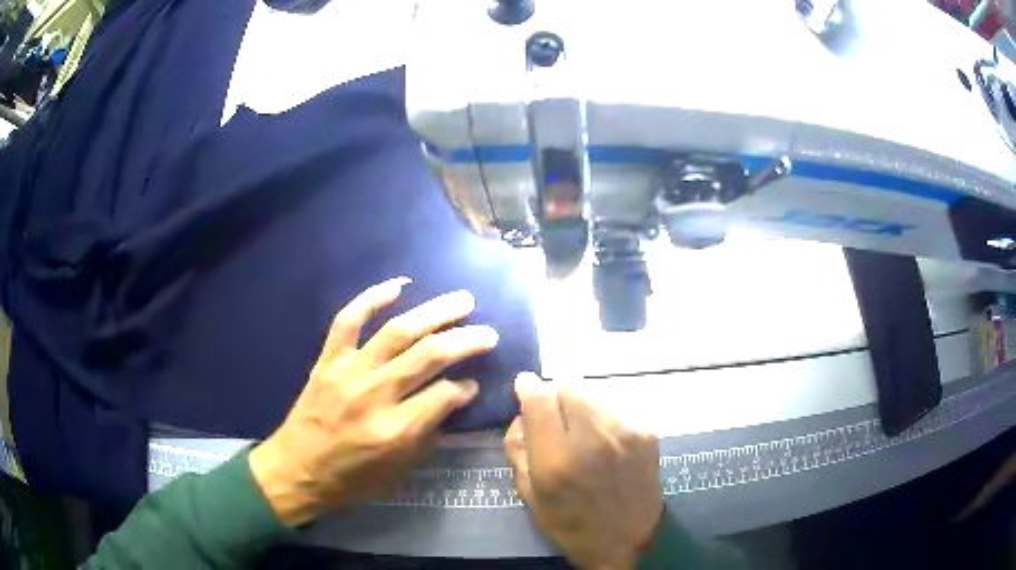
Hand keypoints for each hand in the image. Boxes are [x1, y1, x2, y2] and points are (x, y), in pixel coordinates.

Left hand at [249, 278, 498, 525]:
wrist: (298, 468)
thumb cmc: (352, 477)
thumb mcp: (399, 470)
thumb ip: (429, 433)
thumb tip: (455, 397)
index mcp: (396, 430)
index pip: (444, 395)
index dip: (466, 387)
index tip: (475, 382)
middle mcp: (375, 395)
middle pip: (428, 356)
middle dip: (465, 341)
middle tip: (488, 332)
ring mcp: (349, 372)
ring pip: (398, 331)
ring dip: (435, 312)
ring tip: (463, 300)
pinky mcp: (329, 359)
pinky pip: (349, 320)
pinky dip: (371, 298)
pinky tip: (399, 285)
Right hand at [505, 373, 662, 569]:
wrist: (629, 540)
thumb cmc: (571, 524)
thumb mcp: (529, 495)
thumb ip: (518, 449)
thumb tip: (521, 414)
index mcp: (557, 459)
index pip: (539, 398)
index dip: (528, 386)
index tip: (524, 386)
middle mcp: (593, 438)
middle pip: (568, 385)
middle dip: (555, 395)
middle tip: (555, 417)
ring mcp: (625, 432)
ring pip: (594, 392)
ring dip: (580, 403)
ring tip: (581, 430)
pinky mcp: (646, 432)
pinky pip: (615, 406)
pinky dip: (603, 415)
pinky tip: (604, 440)